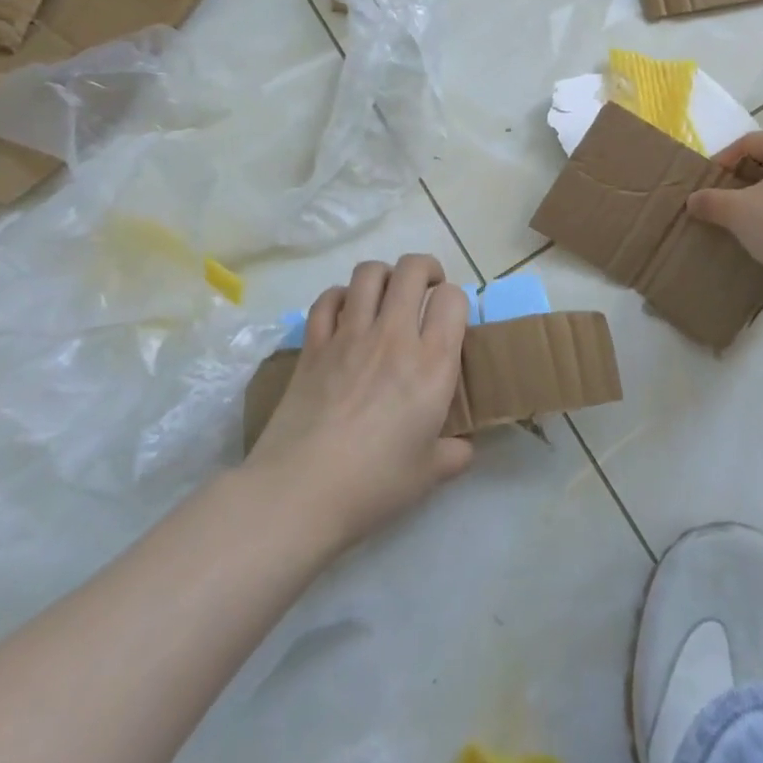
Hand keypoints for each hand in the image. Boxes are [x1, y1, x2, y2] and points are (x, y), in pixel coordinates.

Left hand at [248, 254, 472, 551]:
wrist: (299, 493)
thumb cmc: (373, 485)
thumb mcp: (428, 475)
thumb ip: (453, 454)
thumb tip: (462, 448)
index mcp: (432, 363)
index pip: (453, 299)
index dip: (456, 301)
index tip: (451, 320)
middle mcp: (394, 336)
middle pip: (412, 269)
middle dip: (426, 269)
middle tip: (426, 291)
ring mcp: (350, 336)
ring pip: (369, 273)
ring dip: (384, 275)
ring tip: (387, 295)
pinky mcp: (313, 345)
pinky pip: (328, 299)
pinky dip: (340, 296)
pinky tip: (345, 313)